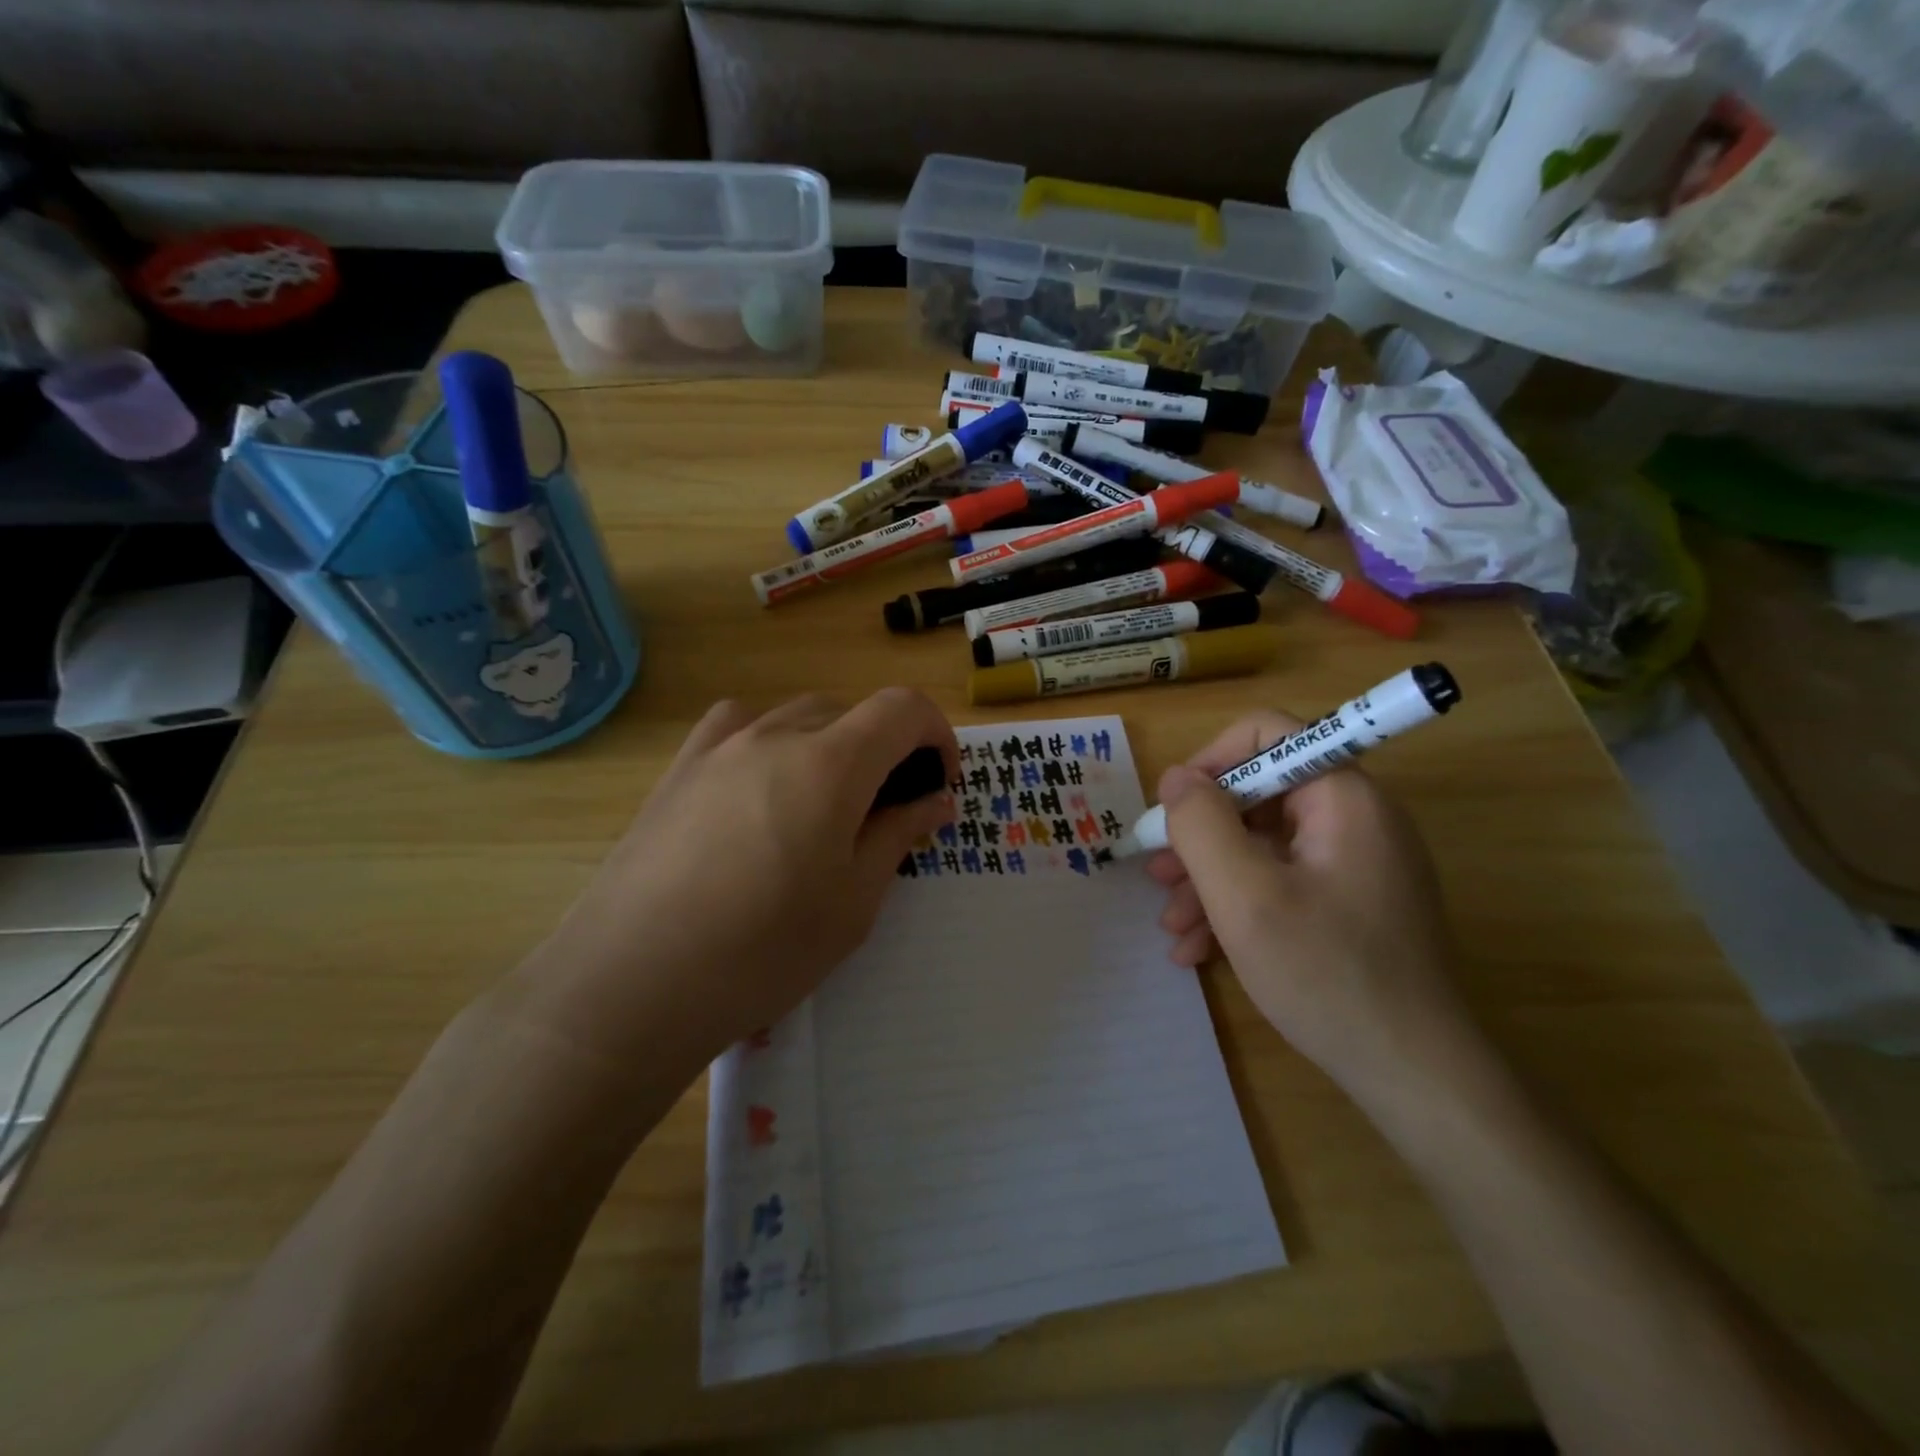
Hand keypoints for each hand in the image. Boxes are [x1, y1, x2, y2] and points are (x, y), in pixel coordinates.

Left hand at [505, 689, 956, 1075]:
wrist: (631, 984)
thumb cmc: (762, 952)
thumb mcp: (853, 903)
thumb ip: (898, 836)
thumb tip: (934, 799)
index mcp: (830, 764)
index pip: (902, 709)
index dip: (936, 734)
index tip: (938, 782)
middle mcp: (775, 735)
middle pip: (851, 712)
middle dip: (884, 750)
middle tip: (883, 813)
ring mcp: (719, 747)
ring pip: (796, 716)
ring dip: (829, 745)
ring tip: (820, 805)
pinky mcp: (679, 769)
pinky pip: (738, 727)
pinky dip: (769, 741)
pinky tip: (758, 788)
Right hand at [1148, 711, 1473, 1097]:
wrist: (1414, 1076)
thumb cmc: (1325, 974)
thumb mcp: (1243, 895)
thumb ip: (1201, 824)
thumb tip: (1177, 777)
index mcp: (1343, 797)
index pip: (1268, 733)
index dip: (1211, 761)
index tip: (1173, 810)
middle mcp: (1356, 818)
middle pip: (1259, 794)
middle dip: (1201, 835)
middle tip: (1158, 874)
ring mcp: (1356, 864)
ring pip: (1264, 845)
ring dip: (1211, 878)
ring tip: (1173, 924)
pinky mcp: (1352, 903)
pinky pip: (1283, 881)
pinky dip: (1240, 905)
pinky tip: (1201, 948)